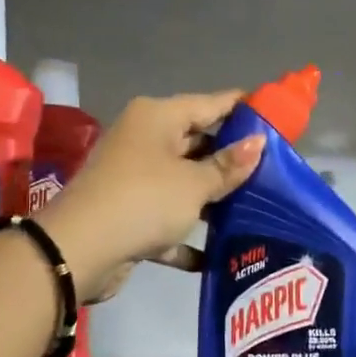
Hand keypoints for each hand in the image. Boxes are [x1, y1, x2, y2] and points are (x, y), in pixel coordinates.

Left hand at [37, 91, 263, 302]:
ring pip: (184, 182)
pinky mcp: (128, 213)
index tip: (277, 115)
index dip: (244, 108)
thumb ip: (229, 166)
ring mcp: (134, 177)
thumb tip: (259, 142)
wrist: (78, 251)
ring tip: (257, 207)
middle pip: (197, 142)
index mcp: (157, 118)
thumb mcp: (194, 184)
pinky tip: (217, 252)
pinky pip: (167, 218)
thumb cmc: (144, 201)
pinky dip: (187, 233)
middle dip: (232, 158)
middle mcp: (144, 140)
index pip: (210, 104)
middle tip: (275, 169)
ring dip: (213, 198)